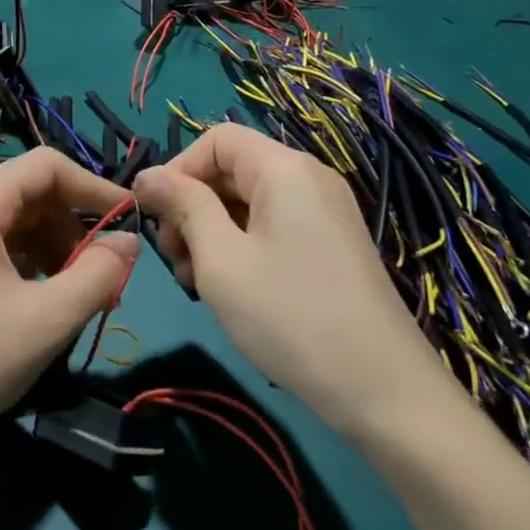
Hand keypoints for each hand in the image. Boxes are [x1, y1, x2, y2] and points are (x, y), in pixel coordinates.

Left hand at [0, 148, 139, 466]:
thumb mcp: (46, 321)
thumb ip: (97, 275)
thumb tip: (128, 243)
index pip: (47, 166)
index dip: (94, 187)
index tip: (131, 221)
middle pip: (31, 195)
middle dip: (75, 230)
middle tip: (107, 280)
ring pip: (15, 226)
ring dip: (55, 253)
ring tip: (80, 301)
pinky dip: (28, 268)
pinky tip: (41, 307)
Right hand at [133, 125, 454, 436]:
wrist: (382, 390)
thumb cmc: (288, 316)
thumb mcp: (220, 258)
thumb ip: (183, 206)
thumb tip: (147, 175)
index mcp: (284, 169)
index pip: (216, 139)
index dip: (178, 169)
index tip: (154, 216)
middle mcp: (308, 178)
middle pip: (232, 169)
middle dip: (192, 205)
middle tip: (174, 258)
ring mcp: (324, 212)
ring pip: (248, 201)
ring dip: (211, 230)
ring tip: (196, 280)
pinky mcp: (330, 244)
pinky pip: (272, 225)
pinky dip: (240, 245)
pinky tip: (229, 287)